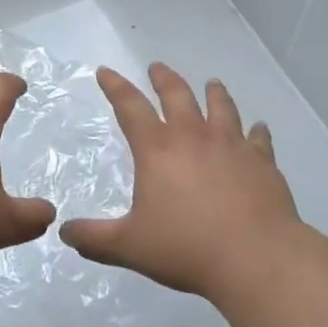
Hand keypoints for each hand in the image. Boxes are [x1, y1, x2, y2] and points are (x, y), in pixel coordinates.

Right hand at [60, 63, 300, 302]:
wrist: (256, 258)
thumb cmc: (187, 248)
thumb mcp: (130, 247)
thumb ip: (95, 238)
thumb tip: (65, 232)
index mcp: (158, 149)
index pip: (130, 107)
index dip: (115, 87)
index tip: (106, 71)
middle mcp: (194, 136)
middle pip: (177, 94)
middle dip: (164, 78)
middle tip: (157, 67)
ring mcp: (232, 145)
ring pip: (221, 106)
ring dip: (214, 92)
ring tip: (212, 83)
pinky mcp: (262, 161)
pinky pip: (259, 138)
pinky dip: (257, 131)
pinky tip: (258, 128)